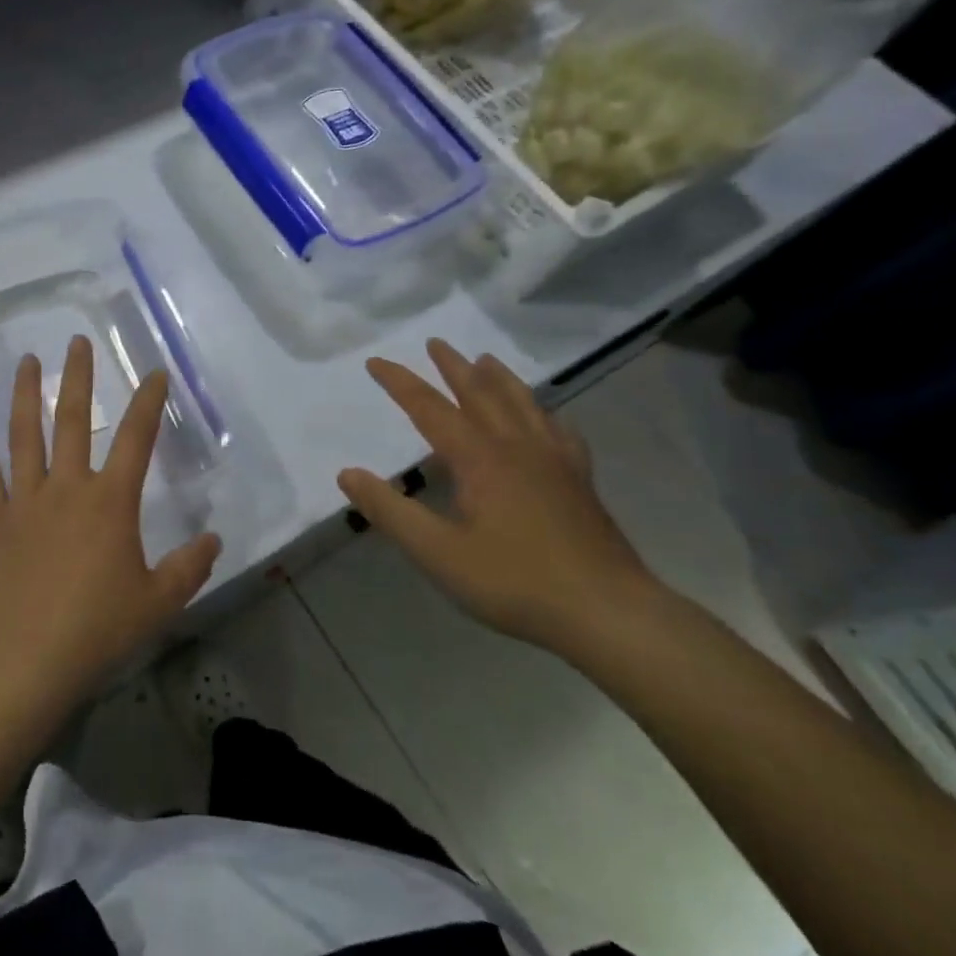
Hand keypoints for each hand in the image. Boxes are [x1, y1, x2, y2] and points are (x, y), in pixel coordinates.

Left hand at [0, 335, 221, 707]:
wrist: (26, 657)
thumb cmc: (97, 628)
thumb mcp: (158, 602)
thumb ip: (189, 567)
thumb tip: (214, 540)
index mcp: (110, 502)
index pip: (137, 439)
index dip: (148, 403)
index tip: (154, 373)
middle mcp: (67, 488)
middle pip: (74, 421)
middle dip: (78, 378)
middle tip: (77, 342)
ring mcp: (25, 500)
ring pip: (24, 434)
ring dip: (25, 394)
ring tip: (26, 360)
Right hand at [337, 338, 659, 652]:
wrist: (608, 613)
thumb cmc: (514, 582)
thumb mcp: (437, 553)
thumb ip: (390, 511)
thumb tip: (347, 474)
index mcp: (480, 459)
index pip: (430, 408)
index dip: (400, 383)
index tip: (375, 362)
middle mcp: (517, 448)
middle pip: (481, 394)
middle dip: (453, 367)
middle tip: (435, 343)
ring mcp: (555, 462)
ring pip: (523, 404)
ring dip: (498, 378)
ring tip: (485, 359)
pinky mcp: (580, 482)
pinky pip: (559, 431)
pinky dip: (543, 413)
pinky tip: (545, 417)